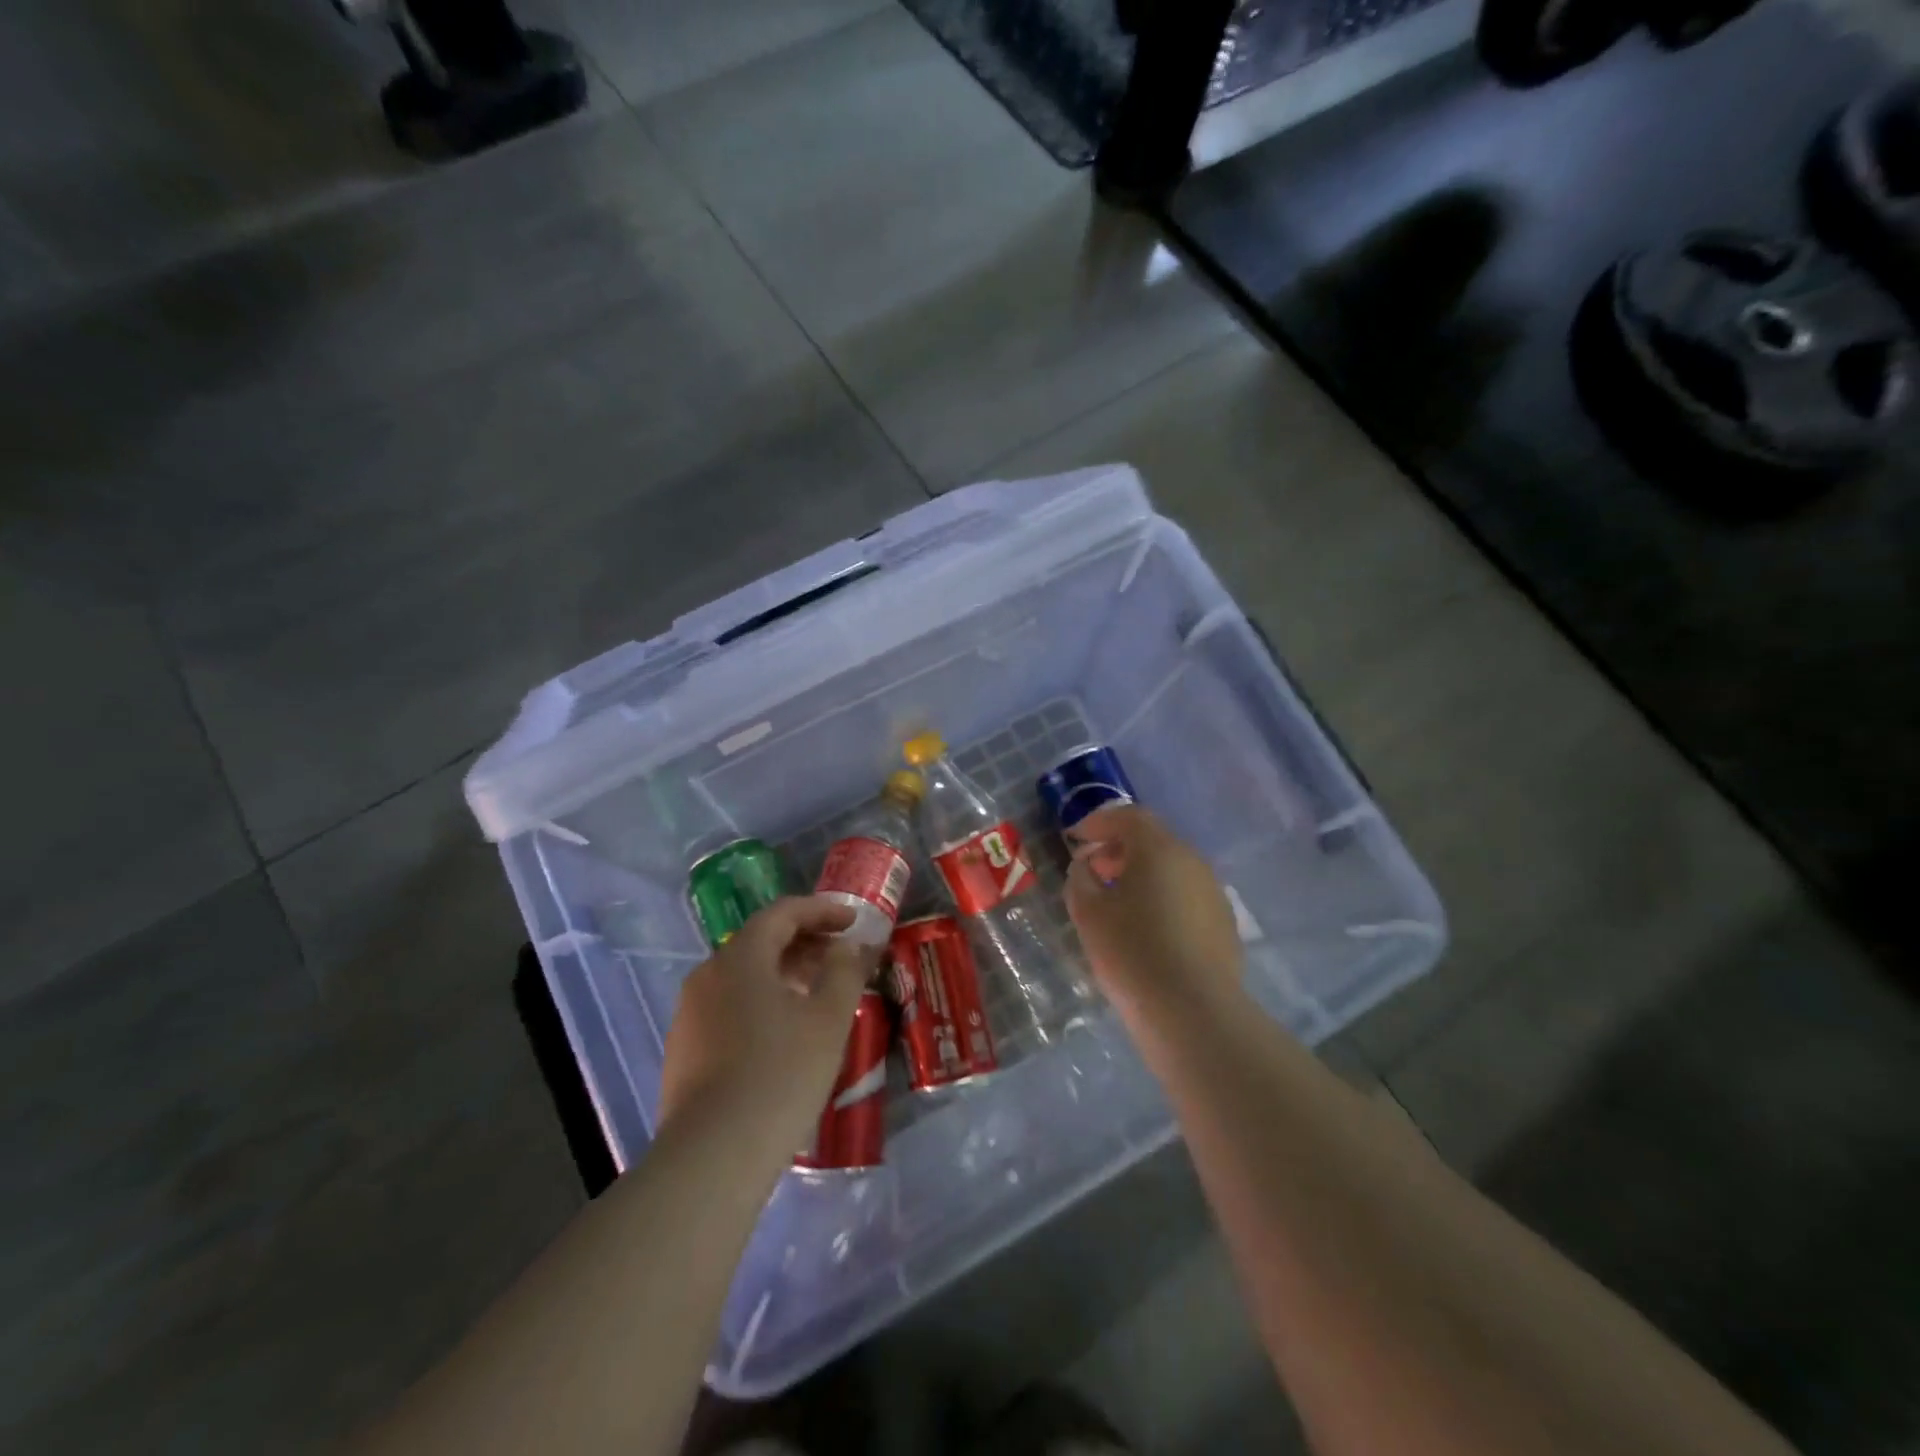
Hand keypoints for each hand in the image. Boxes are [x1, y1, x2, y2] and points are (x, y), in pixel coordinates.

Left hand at [659, 897, 879, 1155]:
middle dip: (805, 942)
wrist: (712, 1157)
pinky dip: (762, 1001)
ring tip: (818, 994)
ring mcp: (689, 1013)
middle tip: (841, 957)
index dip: (822, 911)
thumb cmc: (780, 1074)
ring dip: (784, 973)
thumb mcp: (829, 1019)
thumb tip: (850, 945)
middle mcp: (707, 974)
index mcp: (740, 957)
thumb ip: (845, 970)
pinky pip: (729, 1006)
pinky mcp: (684, 1049)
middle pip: (760, 941)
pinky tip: (784, 1032)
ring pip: (743, 976)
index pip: (783, 913)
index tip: (853, 920)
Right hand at [1065, 807, 1242, 1021]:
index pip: (1128, 817)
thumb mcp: (1088, 912)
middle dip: (1118, 849)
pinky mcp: (1223, 923)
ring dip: (1140, 875)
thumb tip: (1086, 867)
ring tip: (1115, 902)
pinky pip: (1185, 896)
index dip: (1098, 823)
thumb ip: (1080, 879)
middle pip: (1152, 840)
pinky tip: (1145, 928)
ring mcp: (1213, 892)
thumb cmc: (1131, 951)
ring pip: (1171, 869)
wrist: (1193, 1011)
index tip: (1075, 839)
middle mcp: (1192, 860)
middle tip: (1092, 871)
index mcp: (1159, 848)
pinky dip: (1161, 898)